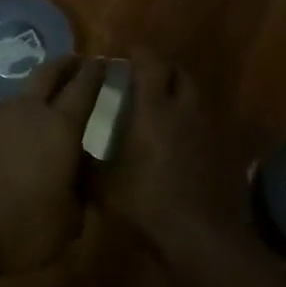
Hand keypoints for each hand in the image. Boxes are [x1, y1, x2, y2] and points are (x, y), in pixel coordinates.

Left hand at [0, 55, 104, 275]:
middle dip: (65, 65)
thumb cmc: (19, 228)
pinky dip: (7, 125)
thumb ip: (79, 194)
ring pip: (18, 96)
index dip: (95, 73)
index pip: (83, 88)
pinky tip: (6, 144)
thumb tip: (81, 177)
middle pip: (48, 73)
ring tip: (41, 110)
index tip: (103, 61)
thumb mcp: (67, 223)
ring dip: (33, 97)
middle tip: (76, 61)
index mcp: (59, 127)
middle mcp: (26, 111)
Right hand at [97, 48, 243, 249]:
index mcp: (154, 108)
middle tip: (143, 78)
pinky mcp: (217, 151)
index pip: (151, 63)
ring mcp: (205, 130)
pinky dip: (187, 123)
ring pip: (193, 98)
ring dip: (177, 95)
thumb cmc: (145, 201)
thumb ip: (86, 162)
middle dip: (163, 69)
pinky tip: (174, 141)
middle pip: (179, 73)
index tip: (125, 55)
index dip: (139, 53)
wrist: (197, 234)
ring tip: (158, 109)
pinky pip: (201, 124)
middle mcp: (183, 110)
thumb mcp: (103, 185)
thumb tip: (68, 150)